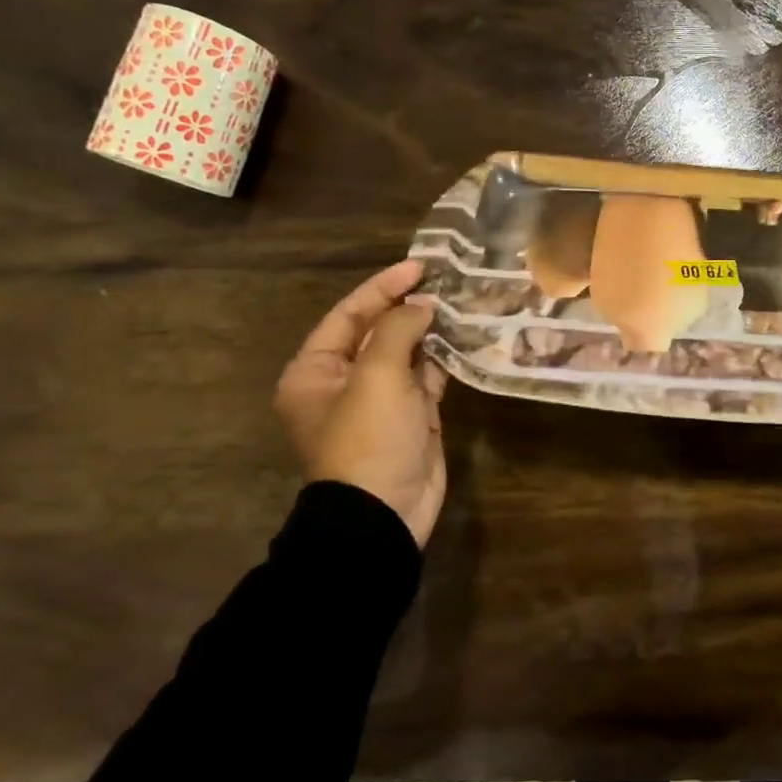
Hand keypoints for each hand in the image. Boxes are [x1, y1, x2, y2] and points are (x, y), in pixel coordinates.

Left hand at [274, 260, 447, 547]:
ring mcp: (380, 401)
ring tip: (460, 301)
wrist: (384, 514)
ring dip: (430, 330)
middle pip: (378, 331)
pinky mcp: (412, 417)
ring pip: (406, 354)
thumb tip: (422, 305)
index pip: (348, 315)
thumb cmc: (367, 439)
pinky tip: (466, 336)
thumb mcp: (377, 377)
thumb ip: (399, 330)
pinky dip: (443, 358)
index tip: (419, 267)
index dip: (383, 288)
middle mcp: (343, 381)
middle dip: (409, 307)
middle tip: (445, 280)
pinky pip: (426, 378)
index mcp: (315, 371)